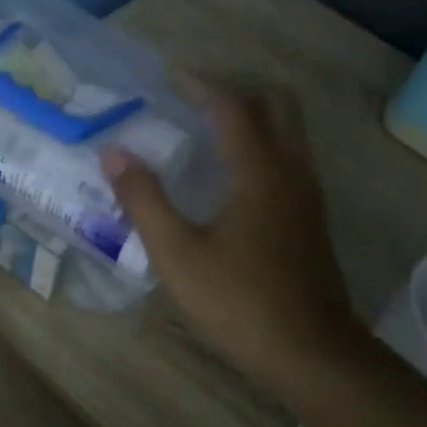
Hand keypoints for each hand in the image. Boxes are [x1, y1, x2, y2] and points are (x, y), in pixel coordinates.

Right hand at [102, 79, 360, 399]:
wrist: (311, 351)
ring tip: (210, 128)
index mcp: (258, 172)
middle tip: (197, 96)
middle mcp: (291, 172)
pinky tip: (233, 175)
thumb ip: (145, 201)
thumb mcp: (178, 255)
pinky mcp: (311, 220)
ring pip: (289, 132)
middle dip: (237, 89)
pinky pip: (290, 159)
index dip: (201, 85)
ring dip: (254, 115)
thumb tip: (114, 154)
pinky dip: (263, 144)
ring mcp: (308, 196)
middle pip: (277, 105)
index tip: (171, 74)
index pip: (232, 107)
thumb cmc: (239, 302)